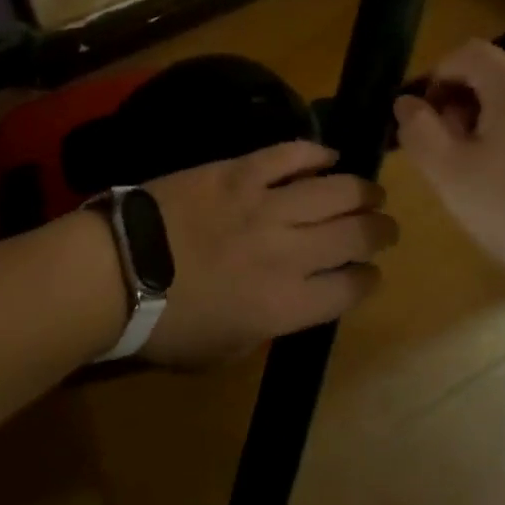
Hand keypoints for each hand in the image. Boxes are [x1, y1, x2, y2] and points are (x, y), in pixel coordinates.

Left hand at [135, 140, 397, 367]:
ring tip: (372, 191)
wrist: (120, 270)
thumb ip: (268, 328)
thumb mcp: (225, 351)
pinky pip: (289, 155)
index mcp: (285, 305)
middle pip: (355, 235)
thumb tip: (292, 301)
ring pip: (335, 191)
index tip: (370, 273)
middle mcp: (288, 253)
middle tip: (385, 227)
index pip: (350, 288)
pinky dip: (315, 153)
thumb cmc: (167, 322)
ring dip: (362, 191)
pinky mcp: (241, 172)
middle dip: (380, 232)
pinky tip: (330, 156)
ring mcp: (265, 206)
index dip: (368, 279)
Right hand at [391, 39, 504, 291]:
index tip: (423, 122)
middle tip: (447, 153)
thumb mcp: (450, 173)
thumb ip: (419, 131)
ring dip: (485, 126)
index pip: (464, 53)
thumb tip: (406, 103)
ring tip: (477, 175)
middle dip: (458, 105)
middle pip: (490, 75)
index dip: (434, 79)